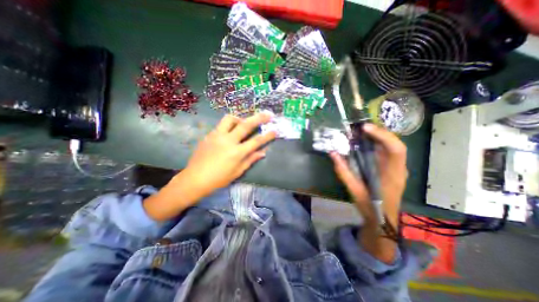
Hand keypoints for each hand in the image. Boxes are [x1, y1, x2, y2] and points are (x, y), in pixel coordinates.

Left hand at [179, 113, 276, 195]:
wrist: (194, 179)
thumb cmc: (219, 179)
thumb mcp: (237, 172)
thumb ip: (250, 160)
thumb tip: (262, 152)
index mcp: (236, 152)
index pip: (256, 141)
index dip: (267, 135)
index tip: (275, 130)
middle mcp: (228, 141)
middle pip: (246, 125)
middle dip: (259, 118)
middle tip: (267, 114)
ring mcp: (217, 136)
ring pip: (230, 119)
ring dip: (240, 118)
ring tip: (243, 123)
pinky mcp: (209, 135)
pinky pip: (221, 125)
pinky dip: (229, 126)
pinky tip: (230, 132)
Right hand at [329, 123, 408, 262]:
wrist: (383, 219)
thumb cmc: (370, 206)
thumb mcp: (353, 189)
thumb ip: (343, 171)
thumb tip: (333, 153)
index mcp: (392, 175)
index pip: (395, 150)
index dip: (382, 136)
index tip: (365, 128)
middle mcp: (398, 168)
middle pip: (395, 143)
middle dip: (379, 132)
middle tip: (361, 127)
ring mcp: (397, 168)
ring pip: (392, 146)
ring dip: (379, 136)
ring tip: (363, 131)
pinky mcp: (392, 168)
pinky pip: (387, 151)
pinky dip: (378, 143)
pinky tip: (367, 141)